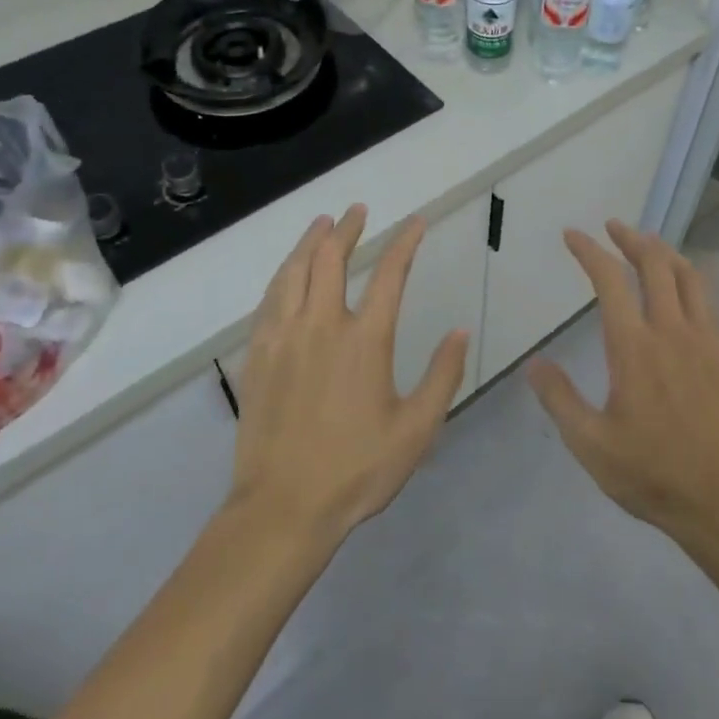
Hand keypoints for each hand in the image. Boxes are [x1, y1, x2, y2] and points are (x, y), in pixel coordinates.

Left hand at [231, 204, 468, 544]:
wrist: (284, 507)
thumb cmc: (357, 470)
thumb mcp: (417, 429)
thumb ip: (442, 376)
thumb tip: (461, 331)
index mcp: (365, 340)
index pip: (390, 275)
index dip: (404, 243)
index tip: (415, 223)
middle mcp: (322, 326)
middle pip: (331, 260)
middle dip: (347, 229)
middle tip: (357, 211)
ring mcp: (283, 338)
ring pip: (293, 272)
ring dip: (309, 242)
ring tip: (321, 224)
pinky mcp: (258, 356)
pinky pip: (268, 301)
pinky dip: (282, 276)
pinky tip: (286, 275)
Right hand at [528, 220, 718, 547]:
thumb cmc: (652, 474)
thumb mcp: (591, 444)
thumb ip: (560, 399)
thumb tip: (534, 364)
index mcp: (634, 348)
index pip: (610, 282)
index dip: (589, 252)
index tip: (573, 235)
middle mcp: (672, 332)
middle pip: (655, 265)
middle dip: (631, 239)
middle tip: (612, 227)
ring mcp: (705, 341)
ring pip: (688, 277)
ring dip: (665, 252)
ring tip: (648, 244)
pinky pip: (709, 301)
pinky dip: (691, 279)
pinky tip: (683, 289)